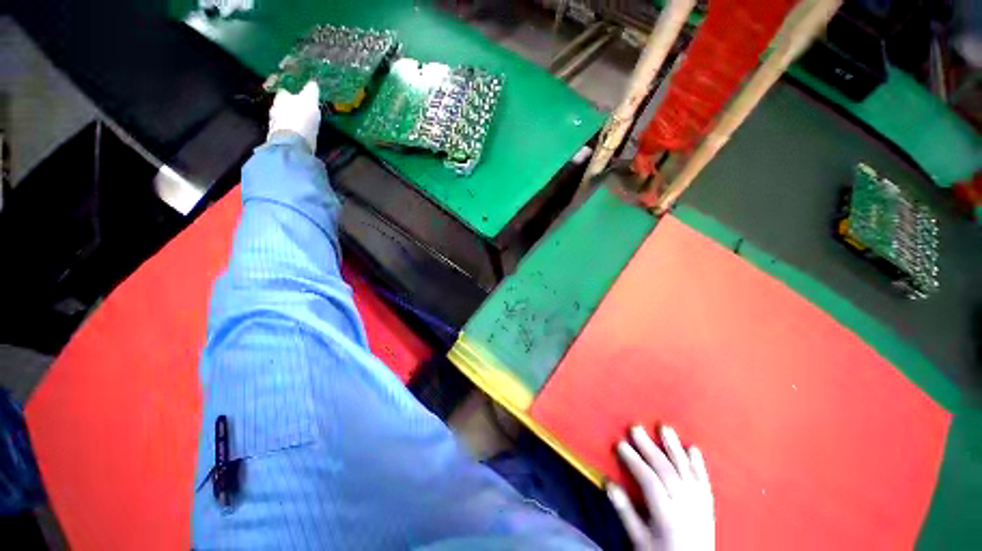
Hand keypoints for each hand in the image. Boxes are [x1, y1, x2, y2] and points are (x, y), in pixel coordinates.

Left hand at [268, 81, 320, 152]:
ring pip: (283, 118)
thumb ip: (311, 91)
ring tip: (301, 124)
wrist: (292, 144)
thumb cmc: (300, 119)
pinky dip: (291, 131)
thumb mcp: (310, 101)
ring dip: (290, 120)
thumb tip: (313, 82)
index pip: (285, 91)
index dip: (292, 93)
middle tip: (301, 110)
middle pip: (283, 105)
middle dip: (290, 107)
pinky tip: (299, 135)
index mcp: (281, 97)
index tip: (300, 96)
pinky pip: (286, 131)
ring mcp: (275, 124)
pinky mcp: (279, 139)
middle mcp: (275, 108)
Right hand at [606, 425, 714, 550]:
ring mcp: (700, 507)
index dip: (634, 462)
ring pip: (686, 472)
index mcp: (667, 518)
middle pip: (667, 472)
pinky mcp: (709, 507)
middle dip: (650, 448)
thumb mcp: (639, 540)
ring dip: (674, 448)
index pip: (650, 482)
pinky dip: (699, 464)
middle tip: (635, 428)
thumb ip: (625, 511)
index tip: (620, 444)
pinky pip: (704, 482)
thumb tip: (608, 482)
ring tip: (664, 428)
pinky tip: (693, 448)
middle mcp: (686, 509)